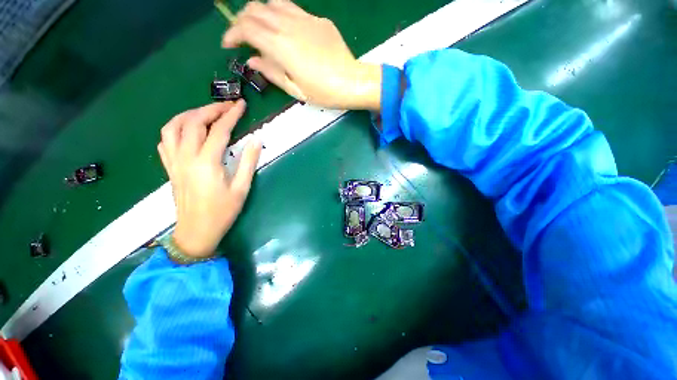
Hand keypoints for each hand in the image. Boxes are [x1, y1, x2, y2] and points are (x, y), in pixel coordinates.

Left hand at [158, 100, 261, 257]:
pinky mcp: (169, 167)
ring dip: (189, 114)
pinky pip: (165, 140)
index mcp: (207, 162)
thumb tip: (256, 139)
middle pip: (194, 122)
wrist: (196, 231)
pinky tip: (187, 130)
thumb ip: (249, 161)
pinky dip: (175, 128)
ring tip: (206, 113)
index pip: (219, 130)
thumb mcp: (242, 188)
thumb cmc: (223, 212)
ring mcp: (174, 161)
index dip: (231, 115)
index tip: (241, 105)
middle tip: (227, 106)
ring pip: (173, 127)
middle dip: (211, 109)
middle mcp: (186, 157)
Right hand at [222, 0, 380, 109]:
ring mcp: (304, 19)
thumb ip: (271, 72)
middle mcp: (288, 25)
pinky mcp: (317, 19)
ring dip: (259, 13)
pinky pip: (292, 8)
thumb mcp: (294, 89)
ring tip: (259, 29)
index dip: (232, 34)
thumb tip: (252, 60)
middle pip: (255, 10)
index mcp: (280, 45)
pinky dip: (280, 14)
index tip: (228, 45)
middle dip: (241, 21)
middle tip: (241, 37)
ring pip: (272, 3)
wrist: (351, 82)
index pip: (246, 29)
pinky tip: (284, 29)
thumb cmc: (323, 92)